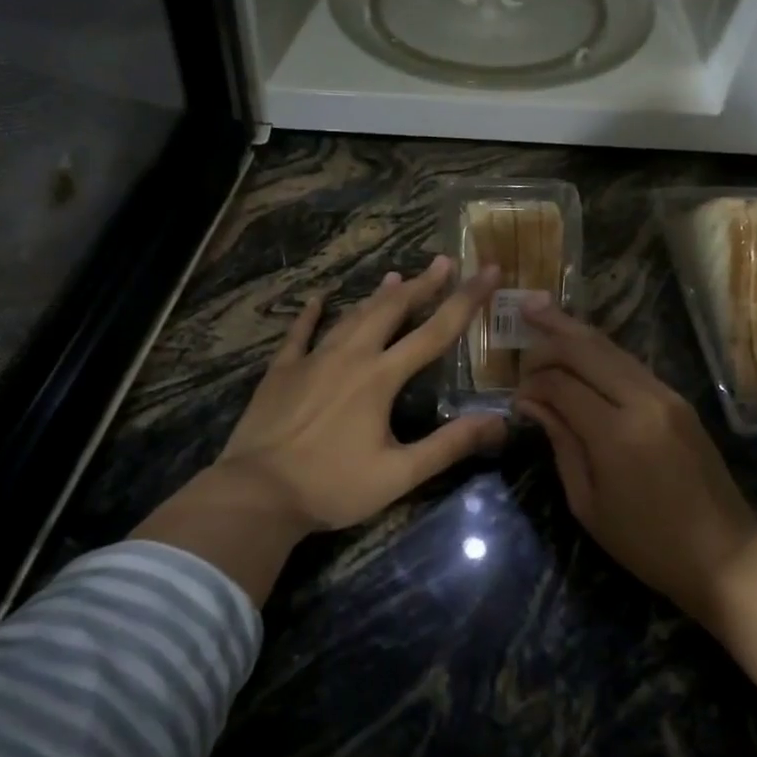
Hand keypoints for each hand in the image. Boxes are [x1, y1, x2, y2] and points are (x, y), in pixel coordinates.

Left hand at [135, 254, 506, 601]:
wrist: (257, 493)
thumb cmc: (333, 486)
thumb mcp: (399, 474)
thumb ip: (449, 445)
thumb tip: (498, 421)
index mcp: (381, 377)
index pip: (434, 332)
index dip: (466, 300)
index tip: (488, 271)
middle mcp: (350, 356)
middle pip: (391, 310)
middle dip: (421, 285)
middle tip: (443, 263)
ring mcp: (312, 359)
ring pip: (351, 317)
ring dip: (377, 296)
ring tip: (396, 275)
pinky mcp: (282, 371)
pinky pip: (300, 333)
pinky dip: (311, 314)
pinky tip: (318, 299)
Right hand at [514, 302, 756, 626]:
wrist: (725, 555)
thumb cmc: (647, 543)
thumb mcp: (588, 503)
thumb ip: (561, 443)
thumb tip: (532, 404)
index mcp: (617, 433)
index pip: (560, 384)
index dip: (531, 385)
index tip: (516, 399)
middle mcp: (644, 401)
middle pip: (586, 349)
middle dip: (549, 336)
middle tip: (520, 321)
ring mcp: (667, 396)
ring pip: (611, 347)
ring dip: (574, 330)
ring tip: (540, 309)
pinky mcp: (679, 400)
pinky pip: (630, 363)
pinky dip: (599, 350)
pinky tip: (579, 344)